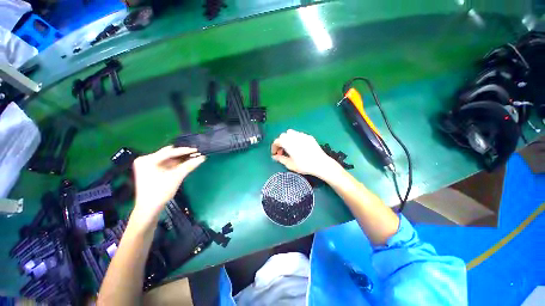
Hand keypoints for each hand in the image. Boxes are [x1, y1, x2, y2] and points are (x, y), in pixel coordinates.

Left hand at [132, 146, 205, 221]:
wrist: (149, 208)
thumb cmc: (161, 191)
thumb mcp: (177, 177)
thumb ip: (189, 165)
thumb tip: (202, 157)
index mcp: (148, 160)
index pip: (169, 152)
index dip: (184, 151)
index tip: (196, 150)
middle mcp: (145, 160)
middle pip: (167, 154)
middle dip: (182, 154)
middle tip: (195, 153)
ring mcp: (147, 165)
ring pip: (167, 159)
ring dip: (179, 158)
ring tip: (192, 157)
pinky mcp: (150, 170)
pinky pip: (165, 164)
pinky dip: (174, 163)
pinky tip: (184, 163)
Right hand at [271, 129, 341, 178]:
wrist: (320, 163)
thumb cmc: (304, 165)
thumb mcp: (290, 164)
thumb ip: (280, 159)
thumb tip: (274, 157)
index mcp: (287, 142)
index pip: (276, 141)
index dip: (274, 147)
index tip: (275, 154)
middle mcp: (293, 136)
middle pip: (283, 136)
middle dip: (280, 142)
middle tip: (282, 152)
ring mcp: (302, 135)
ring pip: (291, 133)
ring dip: (287, 139)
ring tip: (290, 148)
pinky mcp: (309, 136)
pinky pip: (299, 135)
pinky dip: (295, 139)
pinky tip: (299, 147)